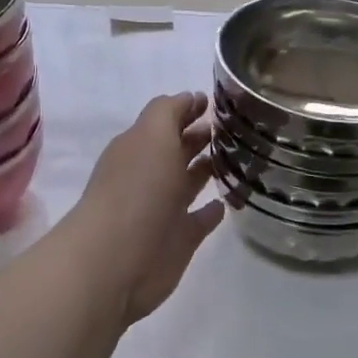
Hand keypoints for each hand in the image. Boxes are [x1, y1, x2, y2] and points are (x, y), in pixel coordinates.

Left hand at [67, 92, 223, 325]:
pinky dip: (212, 210)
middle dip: (201, 136)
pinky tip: (228, 202)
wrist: (116, 259)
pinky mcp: (179, 240)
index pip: (167, 120)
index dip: (189, 108)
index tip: (218, 101)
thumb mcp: (152, 134)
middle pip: (178, 150)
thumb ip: (169, 111)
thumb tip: (191, 99)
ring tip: (240, 157)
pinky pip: (200, 220)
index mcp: (140, 147)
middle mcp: (150, 175)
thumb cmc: (136, 189)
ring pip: (190, 183)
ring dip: (208, 170)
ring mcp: (164, 209)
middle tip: (236, 127)